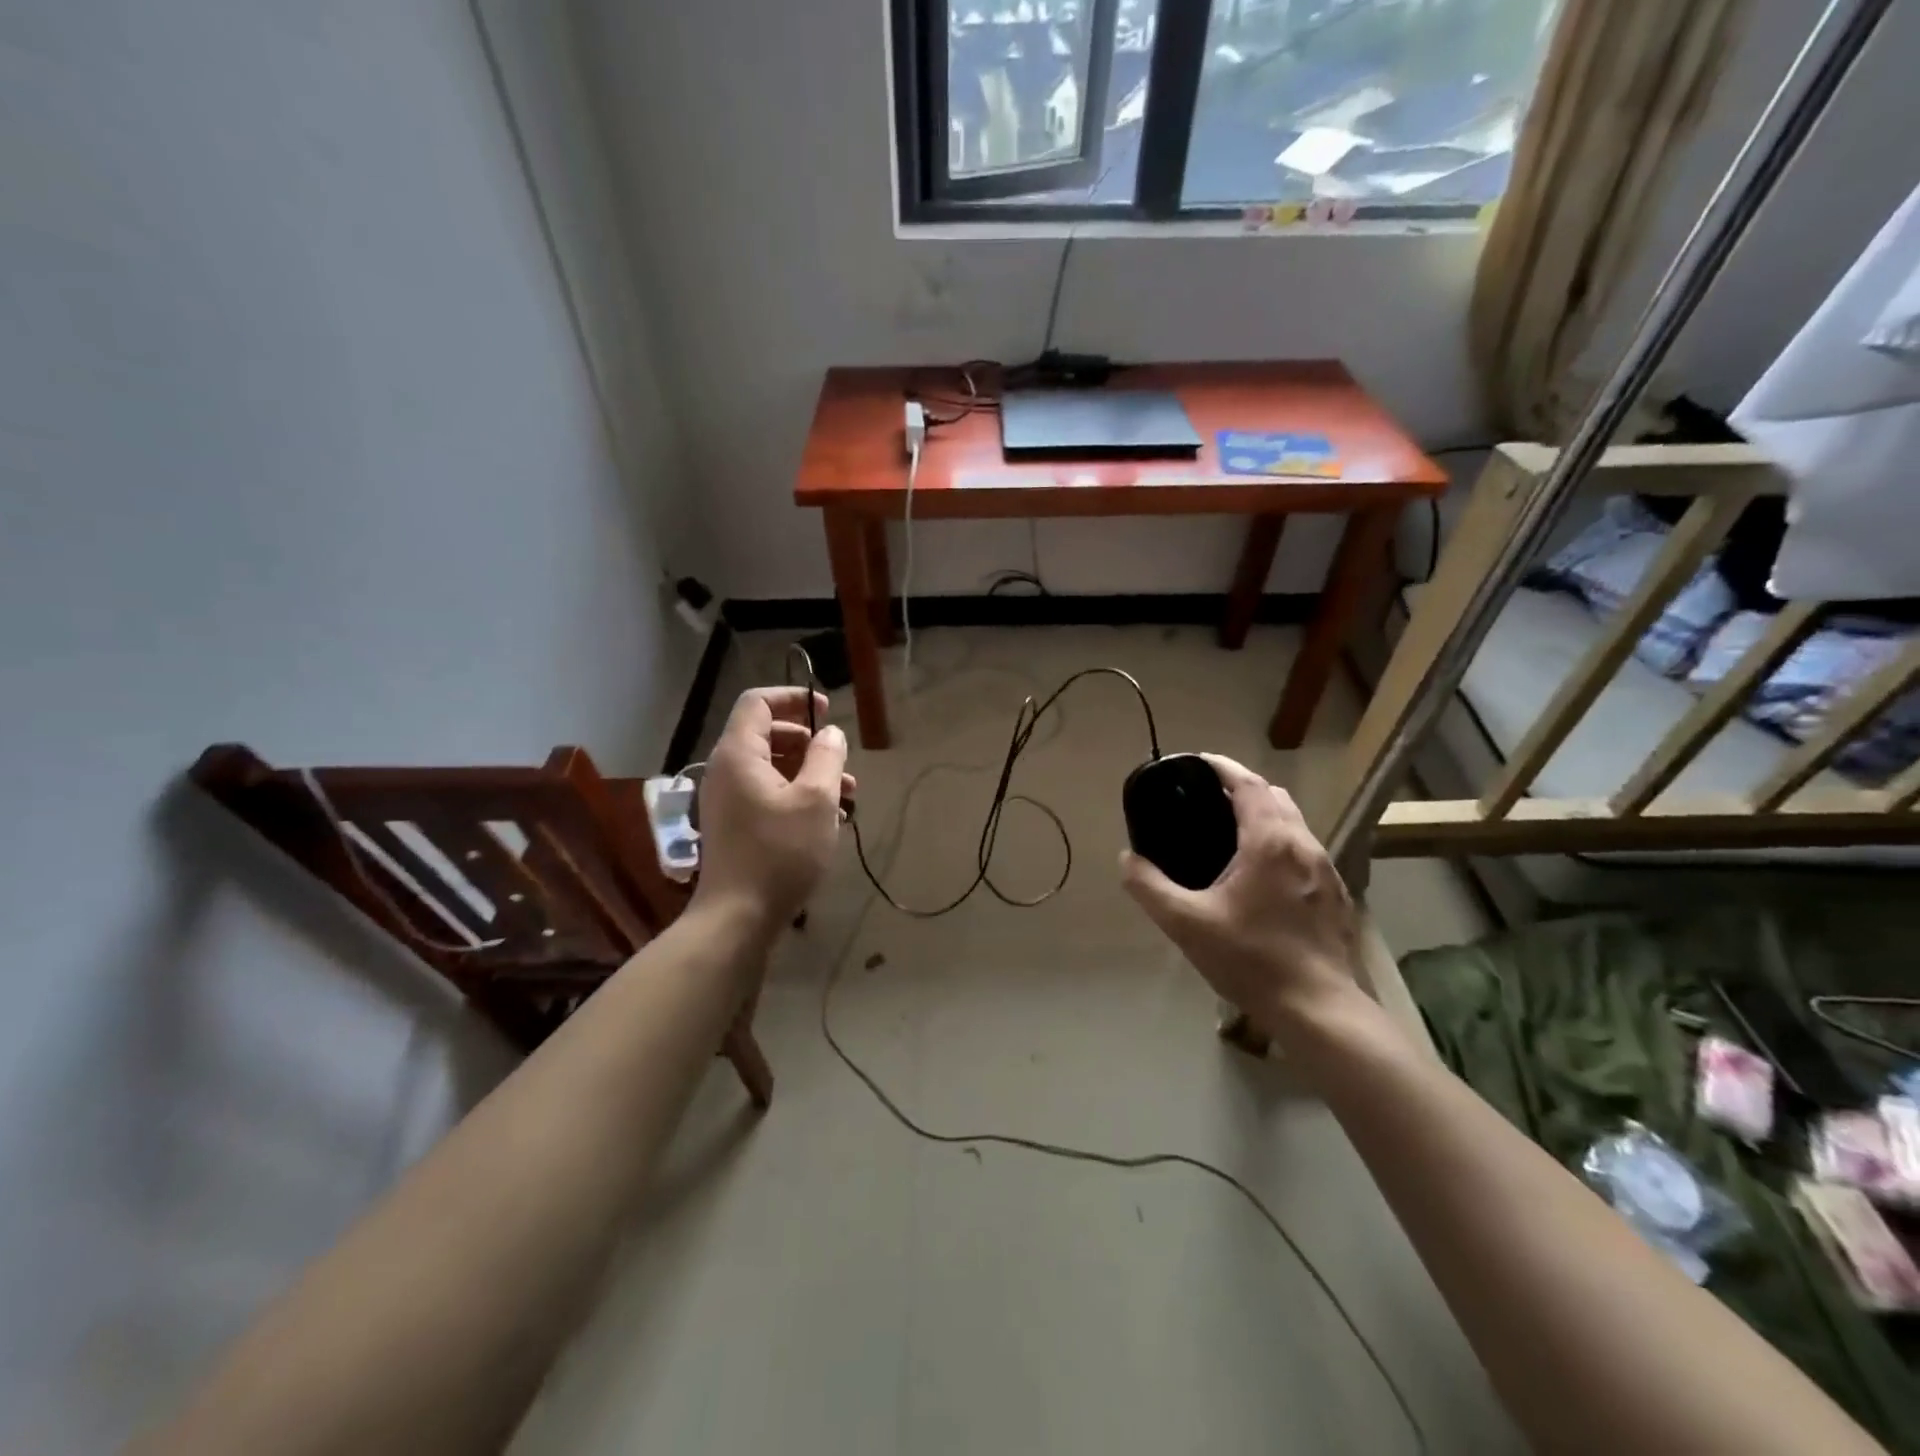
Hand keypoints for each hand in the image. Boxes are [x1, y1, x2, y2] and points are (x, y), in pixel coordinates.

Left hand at [691, 687, 853, 931]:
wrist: (738, 917)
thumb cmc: (780, 852)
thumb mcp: (816, 799)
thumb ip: (826, 757)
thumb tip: (829, 733)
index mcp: (738, 754)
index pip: (758, 702)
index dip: (793, 698)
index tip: (827, 711)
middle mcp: (725, 770)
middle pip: (766, 734)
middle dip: (808, 741)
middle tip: (838, 759)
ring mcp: (726, 799)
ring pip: (770, 767)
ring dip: (808, 772)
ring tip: (847, 794)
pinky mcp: (734, 824)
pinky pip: (766, 793)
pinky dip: (795, 794)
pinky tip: (827, 818)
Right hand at [1120, 754, 1359, 1040]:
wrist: (1317, 1008)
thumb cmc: (1250, 959)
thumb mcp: (1186, 923)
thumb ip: (1149, 886)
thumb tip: (1127, 859)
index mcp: (1269, 841)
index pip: (1247, 783)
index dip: (1221, 766)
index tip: (1196, 762)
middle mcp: (1303, 844)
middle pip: (1274, 795)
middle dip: (1242, 787)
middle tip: (1207, 798)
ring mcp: (1325, 869)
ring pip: (1294, 822)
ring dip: (1264, 814)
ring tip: (1231, 832)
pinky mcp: (1335, 894)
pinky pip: (1305, 850)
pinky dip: (1281, 842)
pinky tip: (1261, 873)